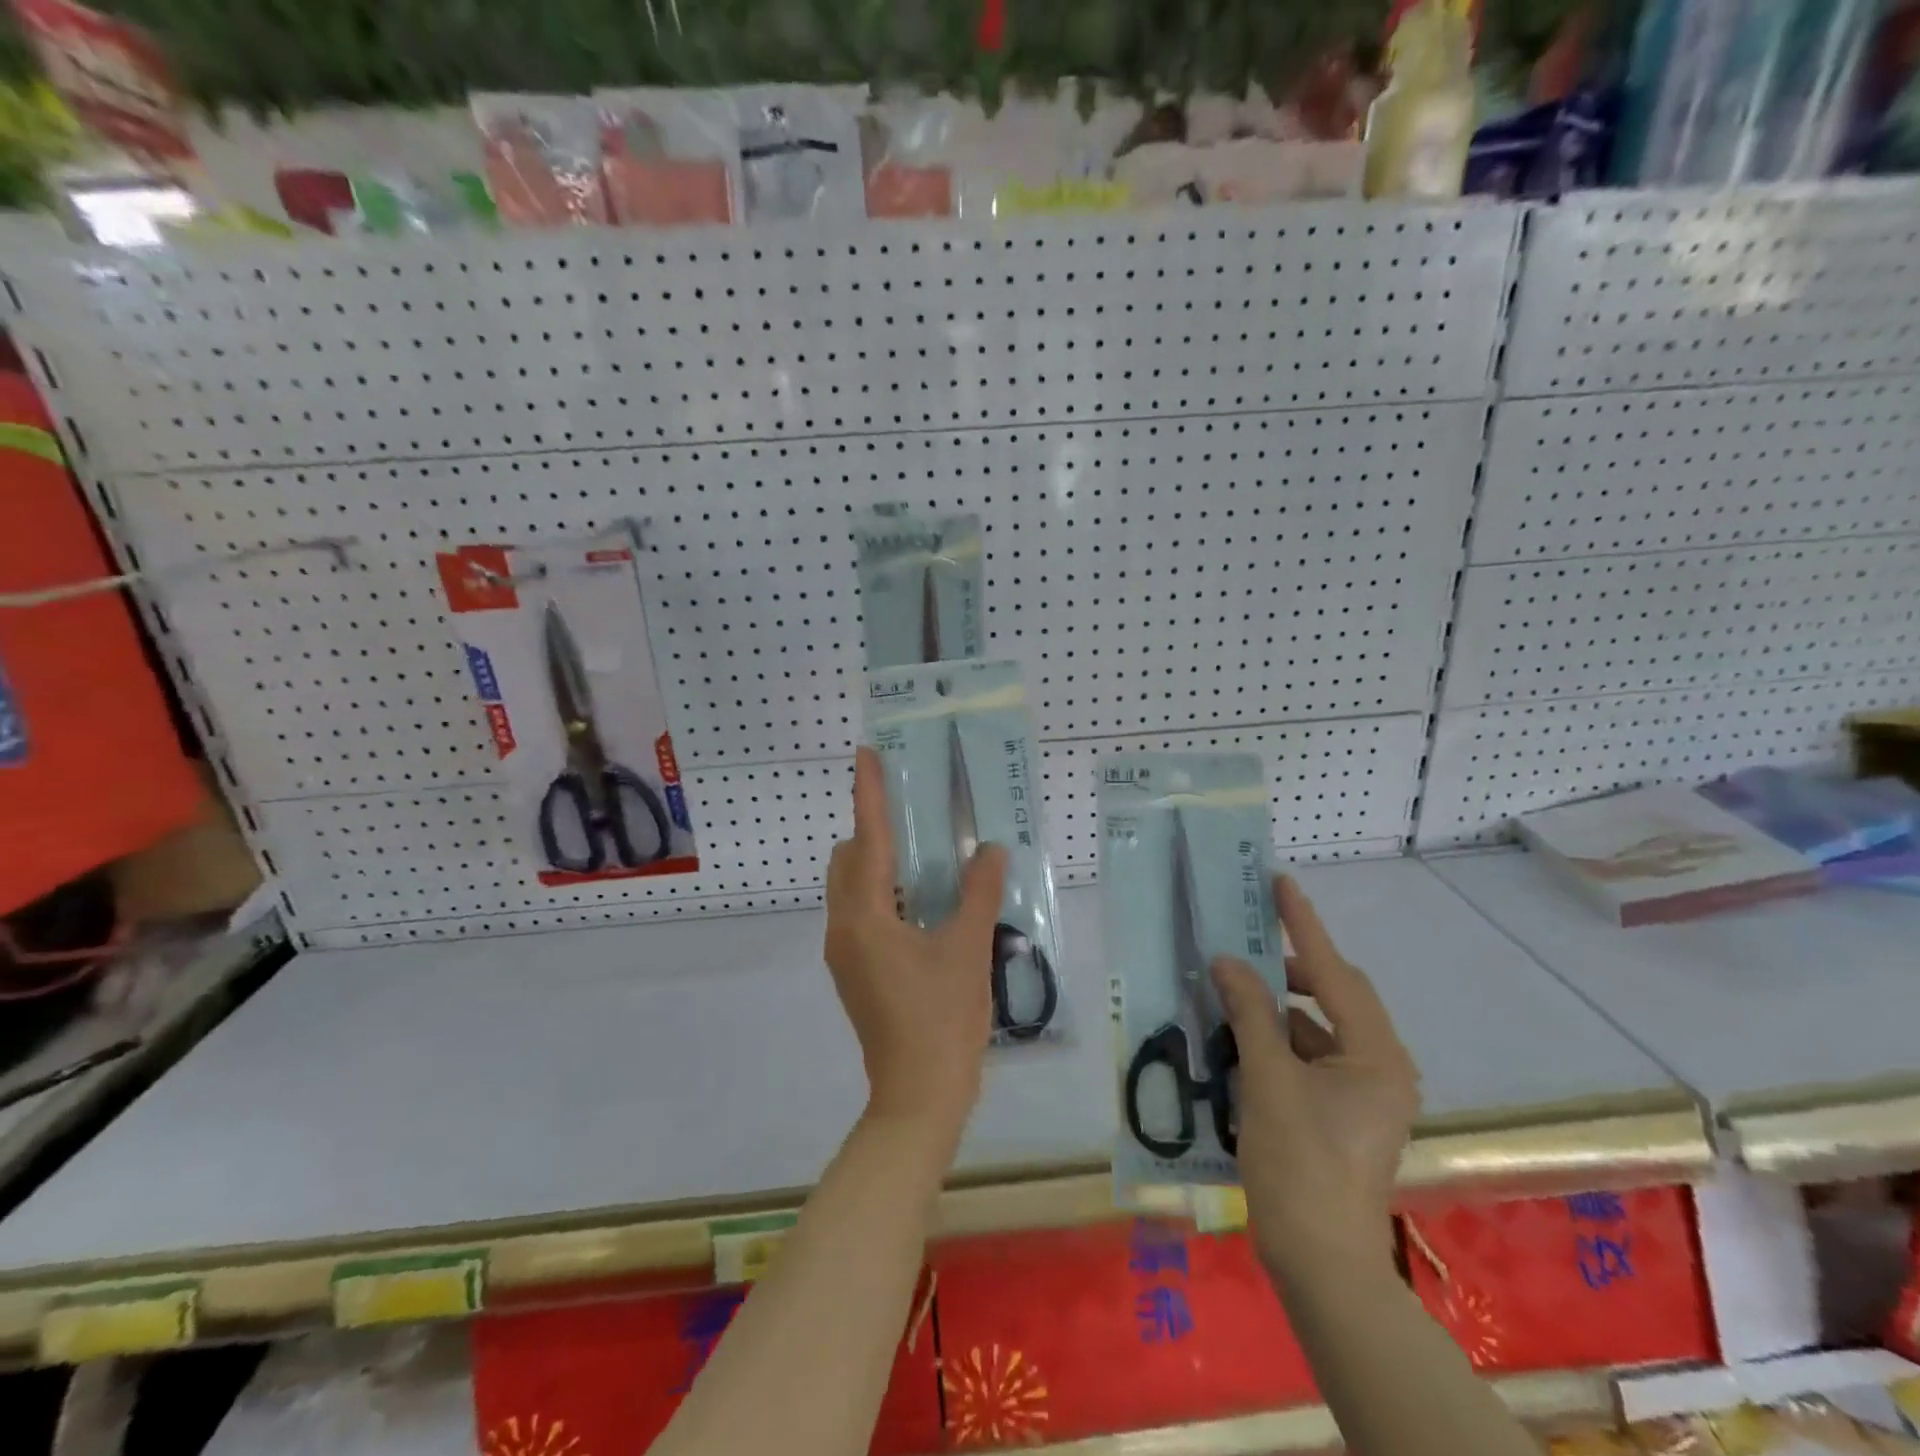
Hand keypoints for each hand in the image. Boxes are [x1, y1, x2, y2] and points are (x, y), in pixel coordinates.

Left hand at [824, 747, 1008, 1138]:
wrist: (918, 1096)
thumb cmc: (943, 1020)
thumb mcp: (968, 950)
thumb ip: (979, 894)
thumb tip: (991, 850)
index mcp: (865, 917)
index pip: (865, 840)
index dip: (868, 794)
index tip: (867, 754)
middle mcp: (843, 928)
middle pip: (847, 860)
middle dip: (871, 830)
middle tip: (913, 814)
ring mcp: (843, 953)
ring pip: (850, 888)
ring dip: (876, 864)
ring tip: (921, 855)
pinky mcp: (853, 971)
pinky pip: (859, 912)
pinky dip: (880, 893)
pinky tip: (920, 902)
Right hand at [1211, 875, 1420, 1283]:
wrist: (1321, 1263)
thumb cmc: (1299, 1164)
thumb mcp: (1268, 1079)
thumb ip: (1249, 1012)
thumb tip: (1227, 961)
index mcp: (1376, 1055)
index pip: (1334, 972)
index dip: (1303, 924)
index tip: (1279, 882)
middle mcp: (1381, 1066)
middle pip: (1334, 996)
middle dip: (1288, 968)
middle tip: (1244, 944)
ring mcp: (1365, 1092)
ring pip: (1319, 1028)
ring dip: (1278, 1008)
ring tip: (1231, 992)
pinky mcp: (1345, 1112)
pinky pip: (1311, 1056)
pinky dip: (1278, 1041)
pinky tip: (1240, 1040)